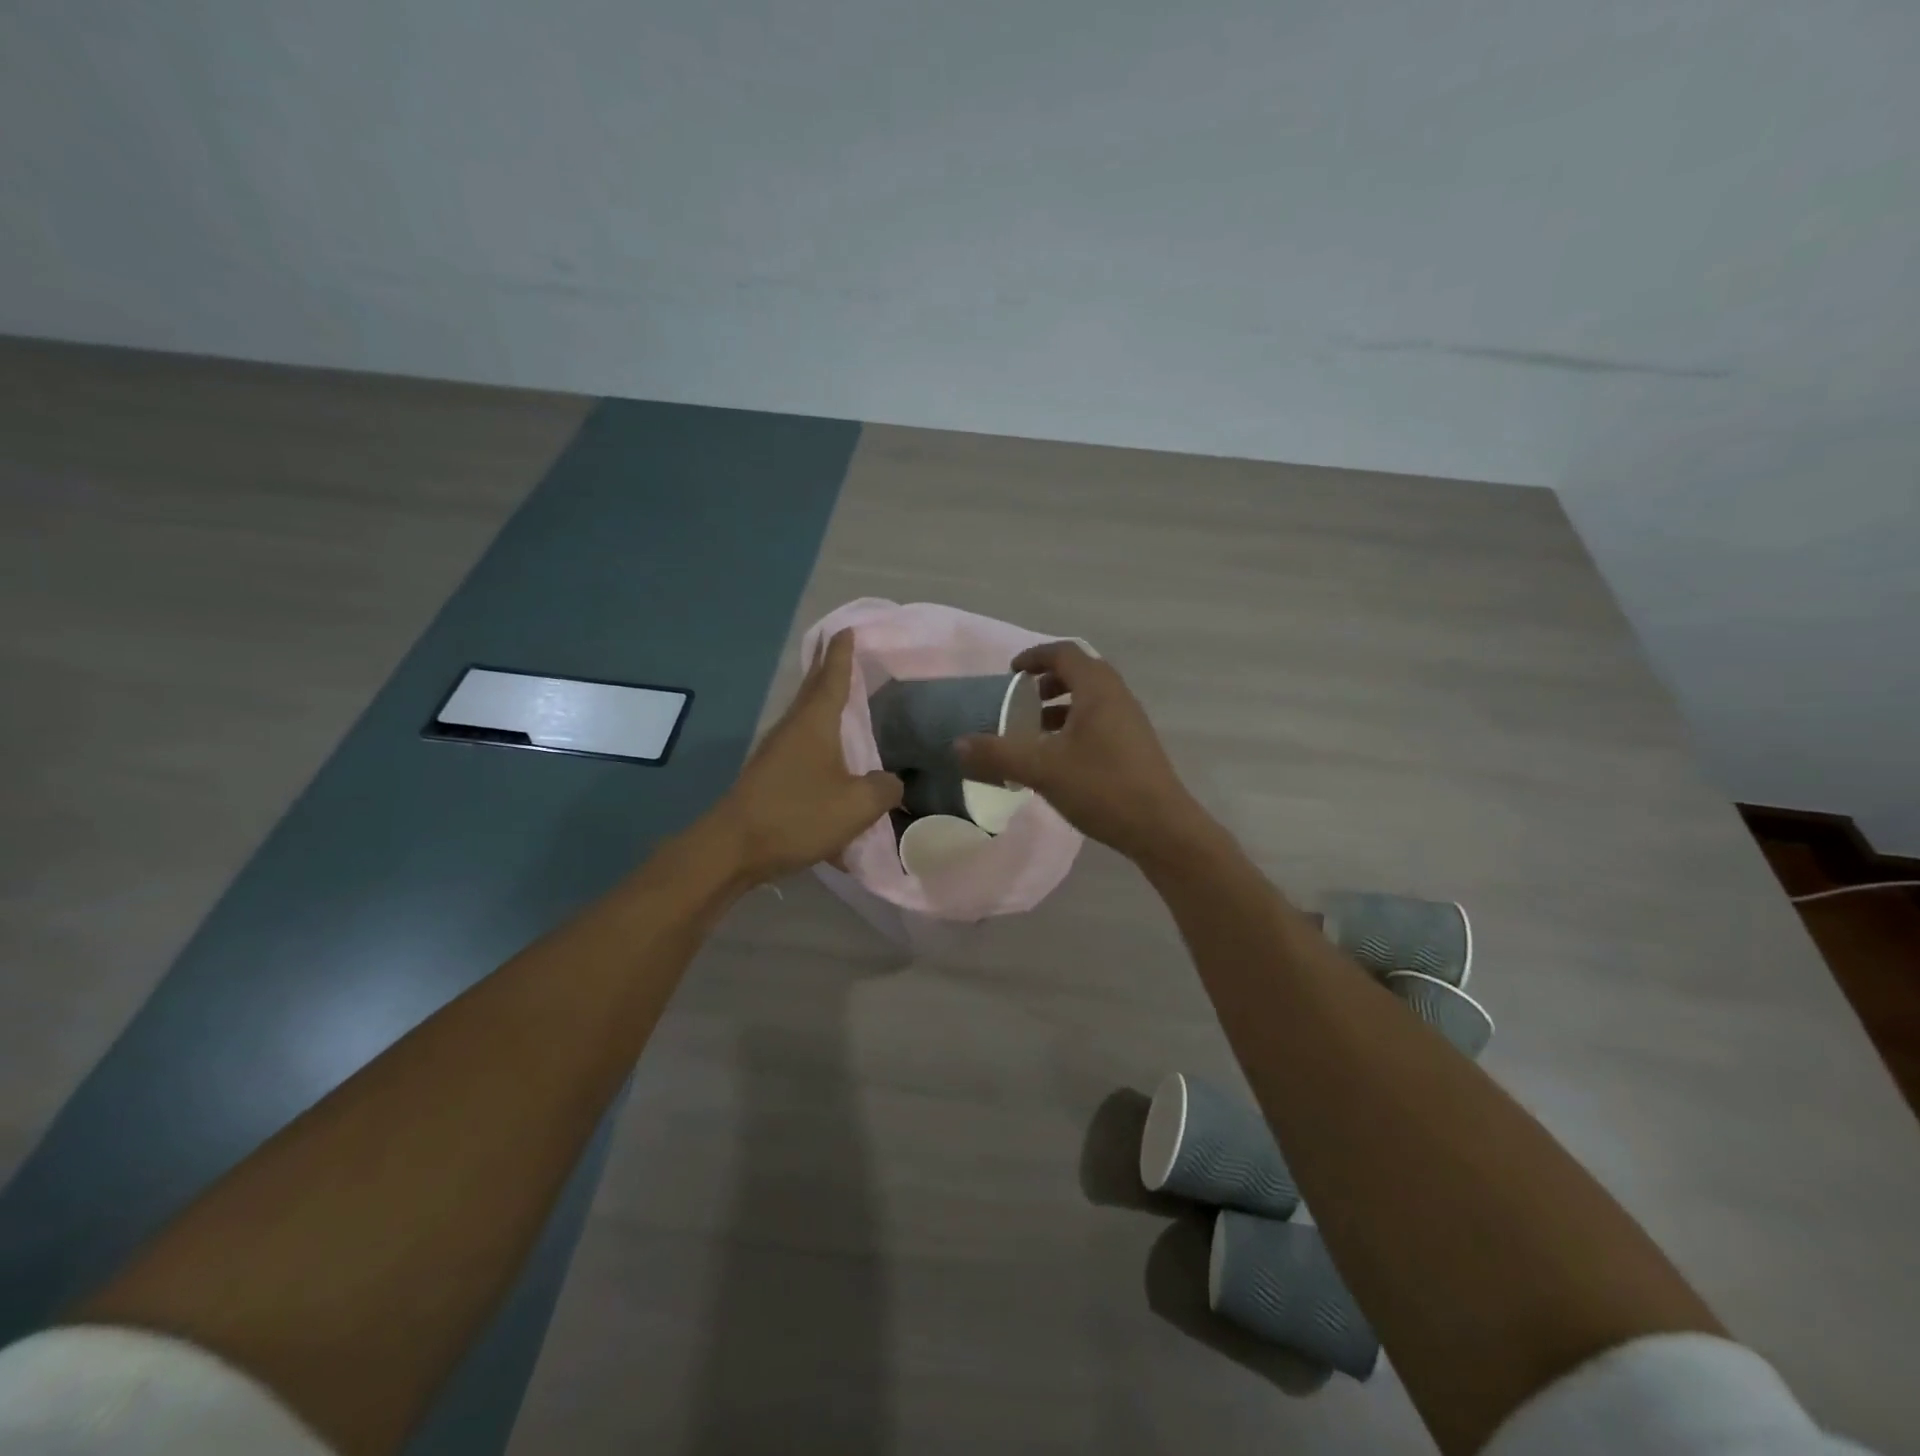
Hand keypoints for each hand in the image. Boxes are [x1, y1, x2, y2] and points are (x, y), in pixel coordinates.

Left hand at [713, 630, 902, 882]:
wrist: (734, 848)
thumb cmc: (797, 815)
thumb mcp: (856, 805)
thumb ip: (884, 789)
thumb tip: (892, 782)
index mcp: (814, 723)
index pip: (833, 676)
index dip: (843, 653)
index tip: (848, 629)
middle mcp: (793, 728)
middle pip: (813, 690)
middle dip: (829, 669)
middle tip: (845, 651)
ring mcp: (776, 751)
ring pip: (805, 717)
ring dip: (823, 704)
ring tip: (844, 699)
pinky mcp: (769, 774)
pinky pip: (801, 745)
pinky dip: (819, 737)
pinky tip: (830, 755)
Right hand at [955, 641, 1209, 862]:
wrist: (1161, 828)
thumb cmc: (1102, 787)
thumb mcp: (1042, 769)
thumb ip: (997, 754)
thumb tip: (957, 745)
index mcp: (1097, 689)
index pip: (1064, 653)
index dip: (1034, 656)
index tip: (1010, 672)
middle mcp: (1117, 697)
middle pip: (1080, 672)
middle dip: (1046, 680)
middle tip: (1020, 698)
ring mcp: (1130, 722)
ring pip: (1090, 699)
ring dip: (1060, 705)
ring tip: (1034, 729)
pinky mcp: (1134, 747)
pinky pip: (1099, 721)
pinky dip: (1074, 726)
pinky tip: (1058, 758)